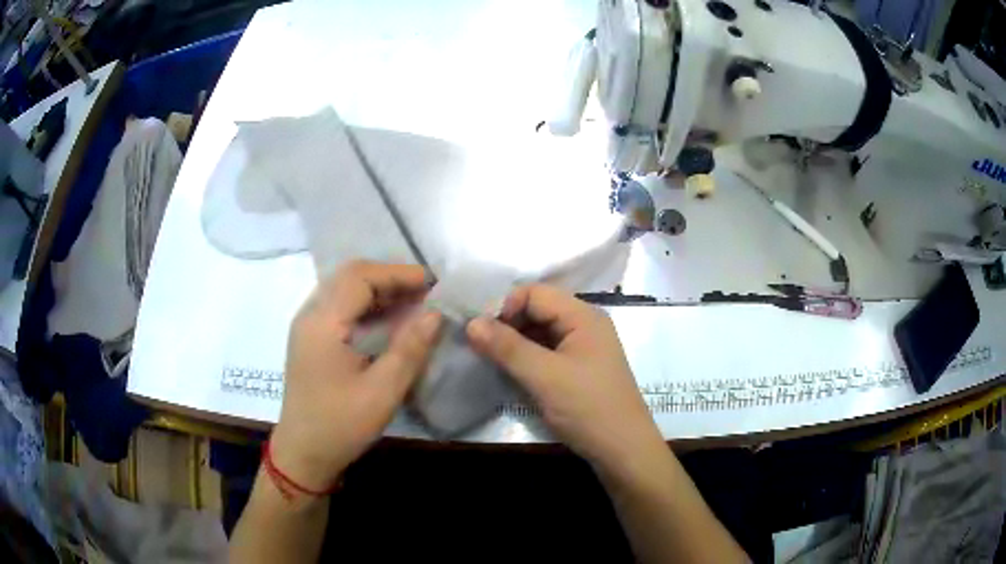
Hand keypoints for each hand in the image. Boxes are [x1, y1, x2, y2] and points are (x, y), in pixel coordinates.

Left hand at [271, 261, 441, 490]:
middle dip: (389, 278)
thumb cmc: (341, 425)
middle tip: (425, 292)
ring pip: (343, 290)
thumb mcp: (382, 391)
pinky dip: (366, 305)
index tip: (433, 283)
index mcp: (322, 323)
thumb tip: (435, 314)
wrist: (303, 453)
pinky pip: (339, 307)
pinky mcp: (310, 339)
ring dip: (378, 290)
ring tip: (413, 303)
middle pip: (349, 276)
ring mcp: (307, 326)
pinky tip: (388, 322)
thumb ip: (410, 349)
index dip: (398, 274)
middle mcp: (310, 315)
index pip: (360, 277)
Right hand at [466, 284, 663, 471]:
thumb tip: (471, 323)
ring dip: (515, 343)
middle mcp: (585, 325)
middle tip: (481, 347)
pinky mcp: (579, 369)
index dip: (505, 307)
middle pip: (538, 310)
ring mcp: (583, 348)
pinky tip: (511, 372)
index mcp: (583, 316)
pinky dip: (527, 358)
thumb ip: (507, 347)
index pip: (535, 293)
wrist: (623, 450)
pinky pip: (547, 352)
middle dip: (508, 324)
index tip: (480, 333)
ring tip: (490, 360)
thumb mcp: (544, 377)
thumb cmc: (587, 408)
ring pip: (540, 332)